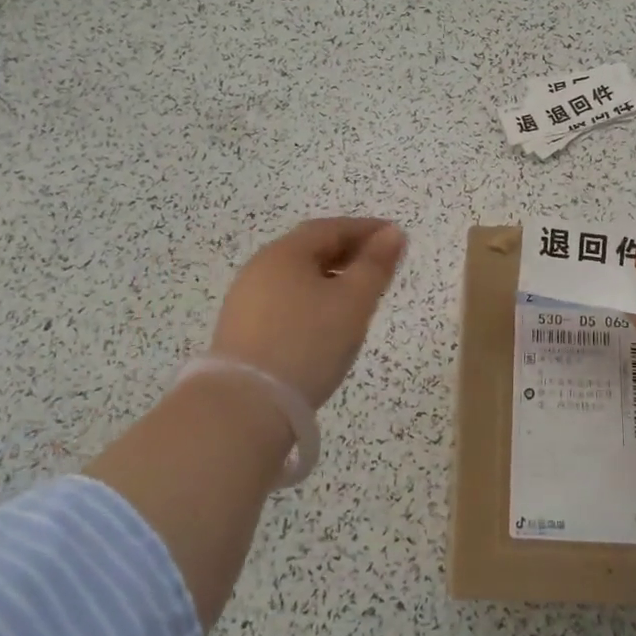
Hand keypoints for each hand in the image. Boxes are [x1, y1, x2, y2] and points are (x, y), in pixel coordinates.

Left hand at [208, 217, 407, 408]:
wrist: (245, 407)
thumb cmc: (307, 343)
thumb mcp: (353, 302)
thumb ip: (375, 265)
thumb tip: (392, 233)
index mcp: (285, 253)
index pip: (331, 228)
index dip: (366, 229)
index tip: (395, 236)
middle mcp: (260, 268)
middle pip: (310, 250)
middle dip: (348, 252)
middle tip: (379, 265)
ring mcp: (245, 301)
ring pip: (296, 278)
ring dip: (329, 278)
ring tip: (357, 295)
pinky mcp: (240, 332)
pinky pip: (284, 301)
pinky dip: (311, 300)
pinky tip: (324, 322)